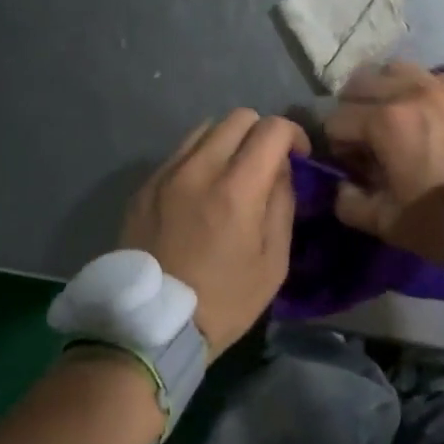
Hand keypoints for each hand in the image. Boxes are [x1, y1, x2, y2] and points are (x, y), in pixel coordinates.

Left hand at [121, 109, 309, 357]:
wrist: (148, 327)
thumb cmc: (222, 302)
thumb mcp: (272, 264)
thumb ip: (282, 205)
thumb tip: (280, 170)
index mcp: (236, 188)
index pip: (271, 129)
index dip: (294, 134)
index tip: (298, 157)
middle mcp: (199, 168)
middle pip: (238, 117)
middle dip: (262, 133)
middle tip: (267, 164)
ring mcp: (166, 173)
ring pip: (206, 128)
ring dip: (229, 141)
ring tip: (233, 173)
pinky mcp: (145, 185)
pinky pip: (180, 152)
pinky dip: (201, 158)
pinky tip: (202, 190)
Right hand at [324, 62, 443, 263]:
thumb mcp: (389, 225)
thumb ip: (350, 203)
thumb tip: (342, 186)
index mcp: (385, 122)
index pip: (336, 119)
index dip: (335, 144)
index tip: (350, 164)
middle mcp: (410, 92)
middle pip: (360, 83)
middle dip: (353, 109)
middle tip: (365, 138)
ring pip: (396, 69)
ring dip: (384, 90)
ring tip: (394, 117)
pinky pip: (432, 77)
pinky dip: (419, 90)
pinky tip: (429, 116)